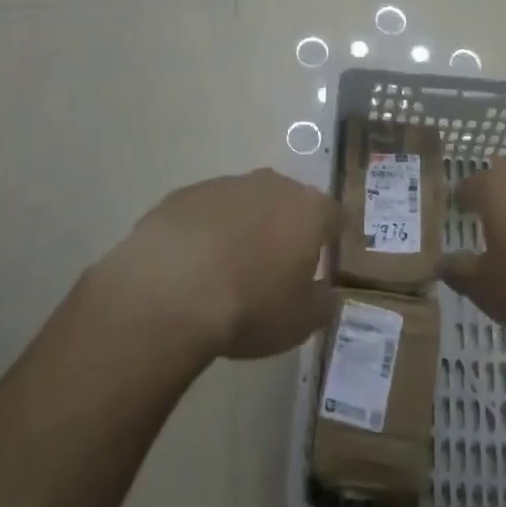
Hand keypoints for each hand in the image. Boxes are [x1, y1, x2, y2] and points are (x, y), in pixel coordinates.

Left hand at [97, 169, 339, 360]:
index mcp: (308, 210)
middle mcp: (272, 185)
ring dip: (244, 228)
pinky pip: (206, 212)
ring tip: (229, 270)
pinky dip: (206, 232)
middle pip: (289, 202)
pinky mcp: (185, 194)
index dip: (333, 238)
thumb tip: (328, 293)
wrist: (171, 291)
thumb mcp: (300, 322)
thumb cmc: (250, 306)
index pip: (334, 216)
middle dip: (286, 229)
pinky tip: (193, 266)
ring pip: (245, 204)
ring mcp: (225, 185)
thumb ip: (323, 303)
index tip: (327, 261)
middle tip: (276, 268)